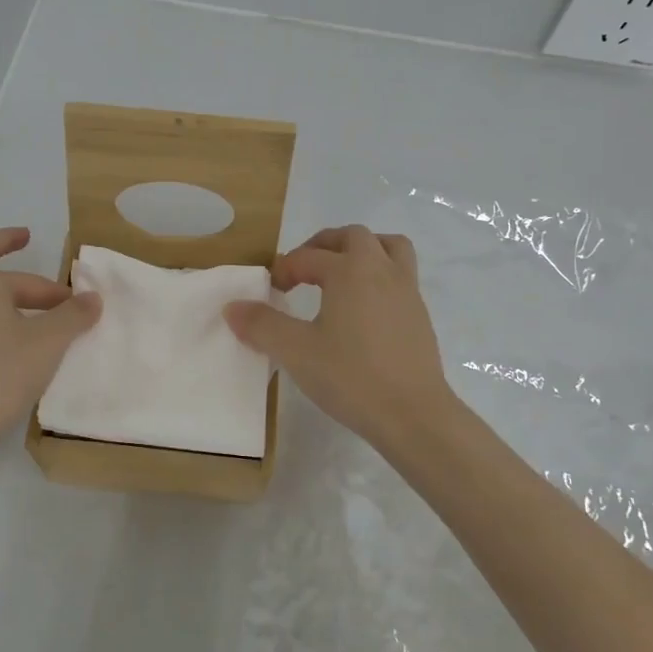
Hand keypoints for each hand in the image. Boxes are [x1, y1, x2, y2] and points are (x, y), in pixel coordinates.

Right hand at [224, 225, 454, 450]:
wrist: (414, 414)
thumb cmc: (351, 377)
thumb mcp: (296, 352)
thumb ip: (262, 325)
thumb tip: (232, 307)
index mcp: (350, 270)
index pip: (308, 257)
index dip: (284, 269)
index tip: (271, 290)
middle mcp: (381, 270)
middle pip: (352, 237)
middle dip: (323, 245)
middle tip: (303, 268)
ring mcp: (407, 291)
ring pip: (388, 247)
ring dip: (361, 250)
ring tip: (341, 273)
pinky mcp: (420, 314)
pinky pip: (400, 275)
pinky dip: (378, 275)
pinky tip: (363, 308)